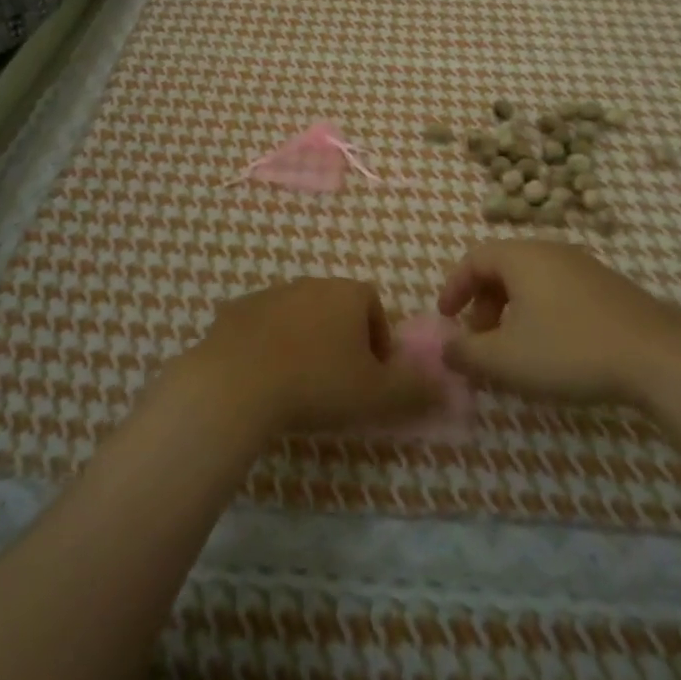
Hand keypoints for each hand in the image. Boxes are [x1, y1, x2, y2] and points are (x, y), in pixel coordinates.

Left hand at [188, 278, 441, 434]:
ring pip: (297, 317)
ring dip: (303, 343)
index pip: (374, 308)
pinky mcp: (234, 312)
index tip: (372, 378)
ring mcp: (269, 294)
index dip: (378, 343)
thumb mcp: (379, 395)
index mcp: (348, 293)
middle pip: (336, 309)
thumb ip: (416, 390)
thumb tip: (446, 387)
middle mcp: (310, 283)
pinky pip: (260, 329)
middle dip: (341, 342)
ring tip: (298, 386)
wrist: (237, 383)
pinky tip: (262, 381)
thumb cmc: (318, 383)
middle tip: (337, 385)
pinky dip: (266, 348)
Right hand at [437, 241, 680, 406]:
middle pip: (503, 268)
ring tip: (514, 351)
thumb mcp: (506, 359)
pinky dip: (540, 314)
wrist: (659, 356)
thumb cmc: (569, 350)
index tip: (445, 318)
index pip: (474, 259)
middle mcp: (551, 251)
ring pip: (533, 281)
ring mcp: (585, 267)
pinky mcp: (609, 289)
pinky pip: (559, 292)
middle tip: (479, 340)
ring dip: (512, 312)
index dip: (454, 287)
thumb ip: (466, 353)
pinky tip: (553, 350)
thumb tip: (445, 348)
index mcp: (522, 257)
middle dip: (483, 304)